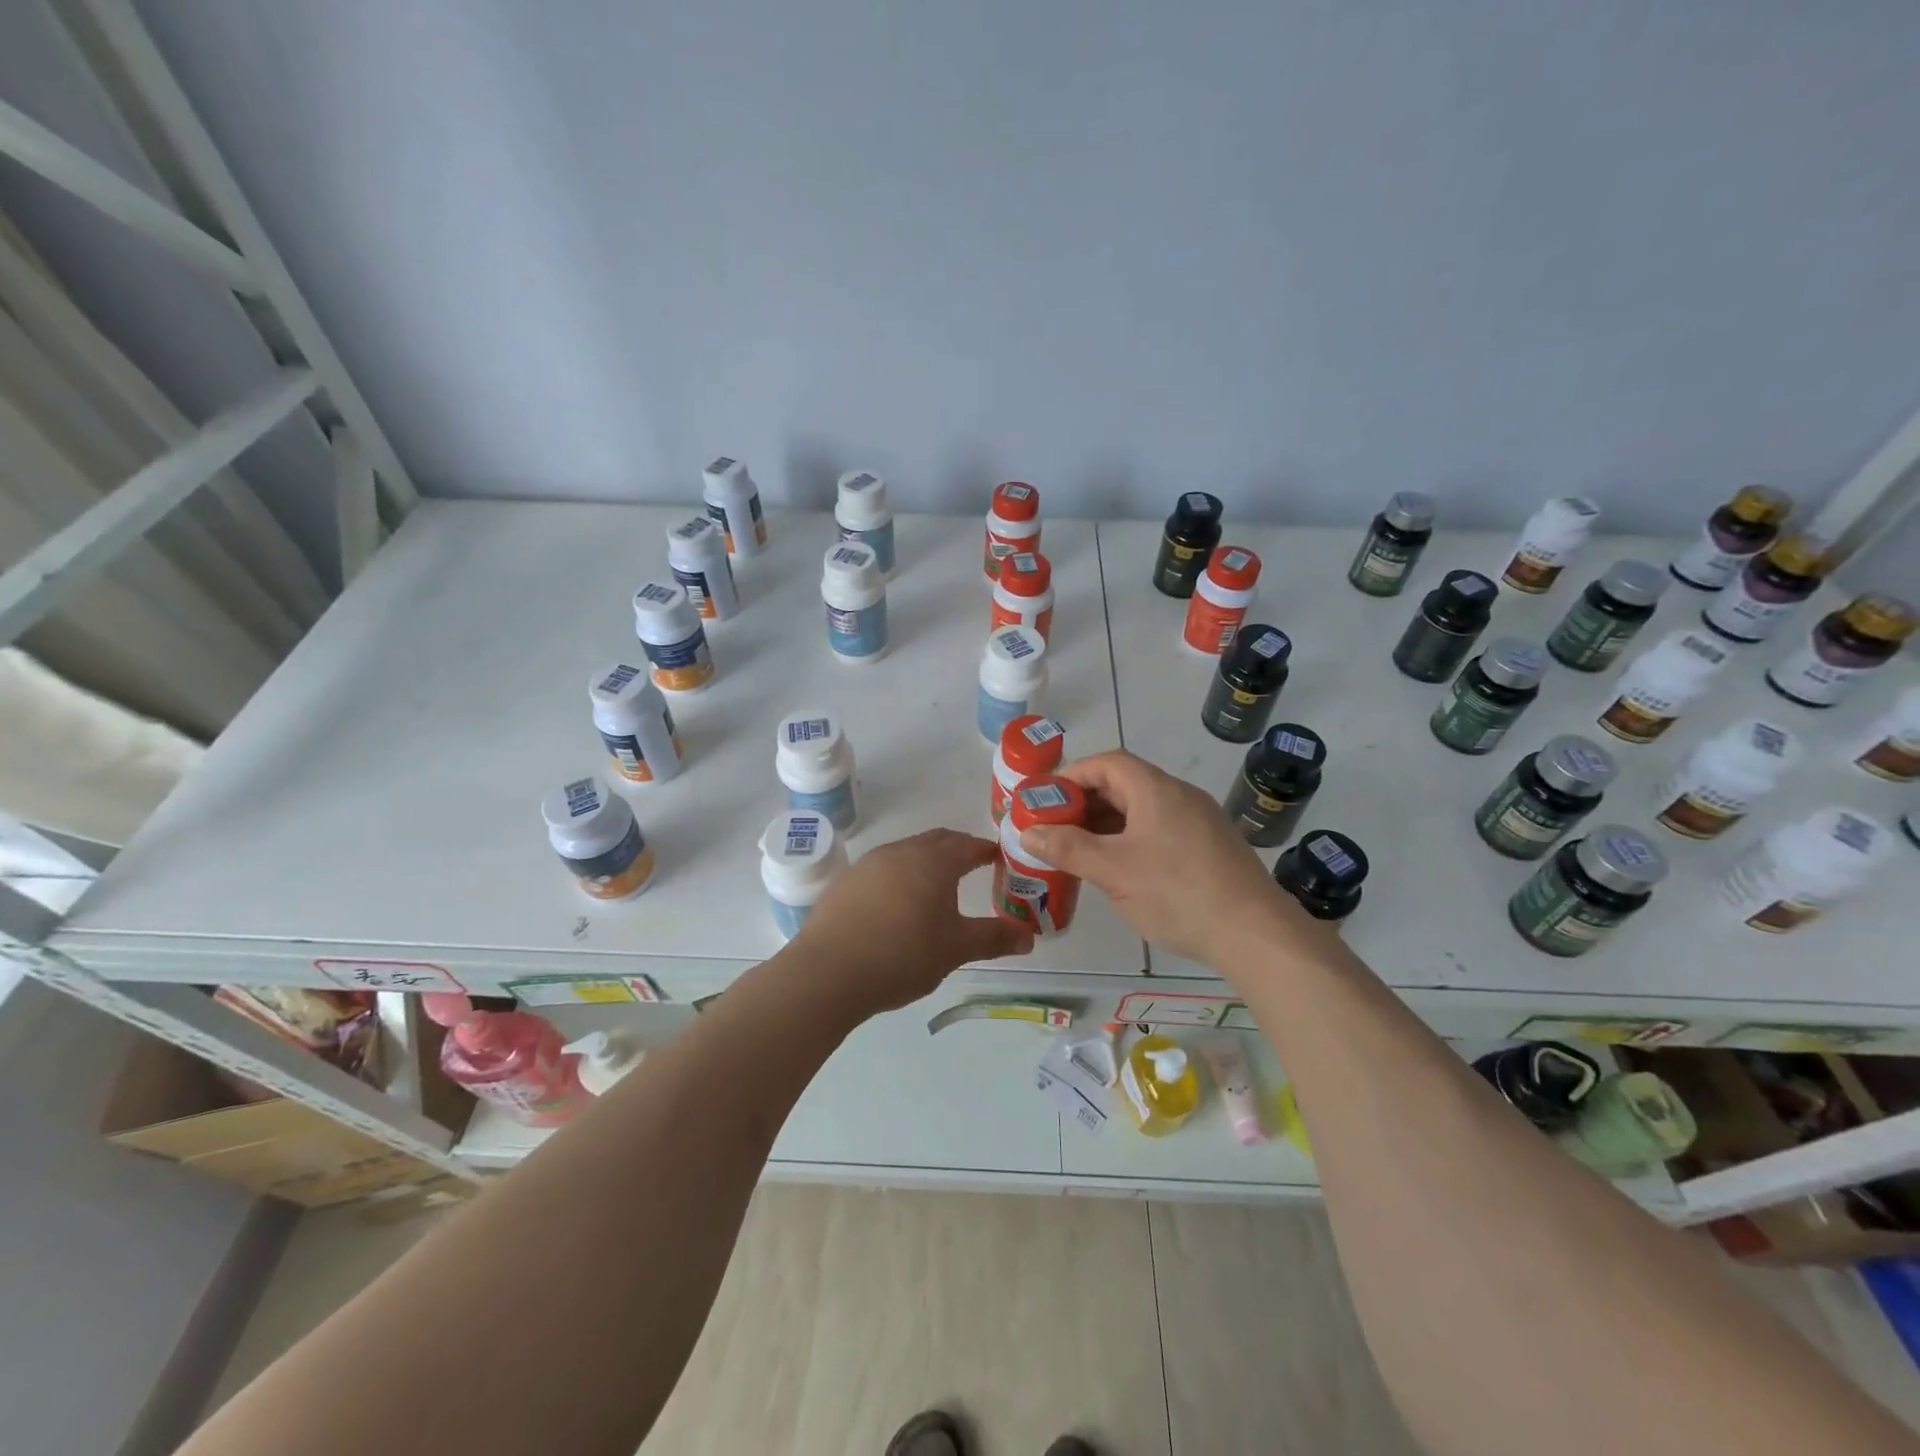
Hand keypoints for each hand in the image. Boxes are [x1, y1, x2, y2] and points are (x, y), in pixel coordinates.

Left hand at [793, 828, 1032, 1013]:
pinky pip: (882, 871)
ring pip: (907, 854)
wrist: (828, 972)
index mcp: (933, 860)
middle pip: (937, 842)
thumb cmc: (903, 954)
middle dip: (958, 851)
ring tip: (936, 889)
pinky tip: (897, 907)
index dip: (986, 851)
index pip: (968, 845)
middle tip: (973, 868)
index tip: (999, 860)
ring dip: (926, 864)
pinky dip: (899, 880)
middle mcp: (901, 851)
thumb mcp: (955, 949)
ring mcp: (868, 864)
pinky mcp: (845, 883)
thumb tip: (1029, 937)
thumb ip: (994, 938)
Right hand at [1018, 750, 1300, 965]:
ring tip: (1080, 849)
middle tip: (1056, 827)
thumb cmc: (1177, 893)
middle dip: (1086, 802)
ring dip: (1108, 823)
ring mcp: (1200, 821)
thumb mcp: (1113, 871)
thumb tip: (1027, 832)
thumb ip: (1068, 848)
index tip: (1046, 799)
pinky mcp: (1210, 846)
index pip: (1107, 763)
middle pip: (1125, 783)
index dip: (1072, 775)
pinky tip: (1121, 868)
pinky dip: (1132, 838)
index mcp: (1156, 789)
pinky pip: (1161, 828)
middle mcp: (1180, 795)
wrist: (1255, 933)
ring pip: (1143, 809)